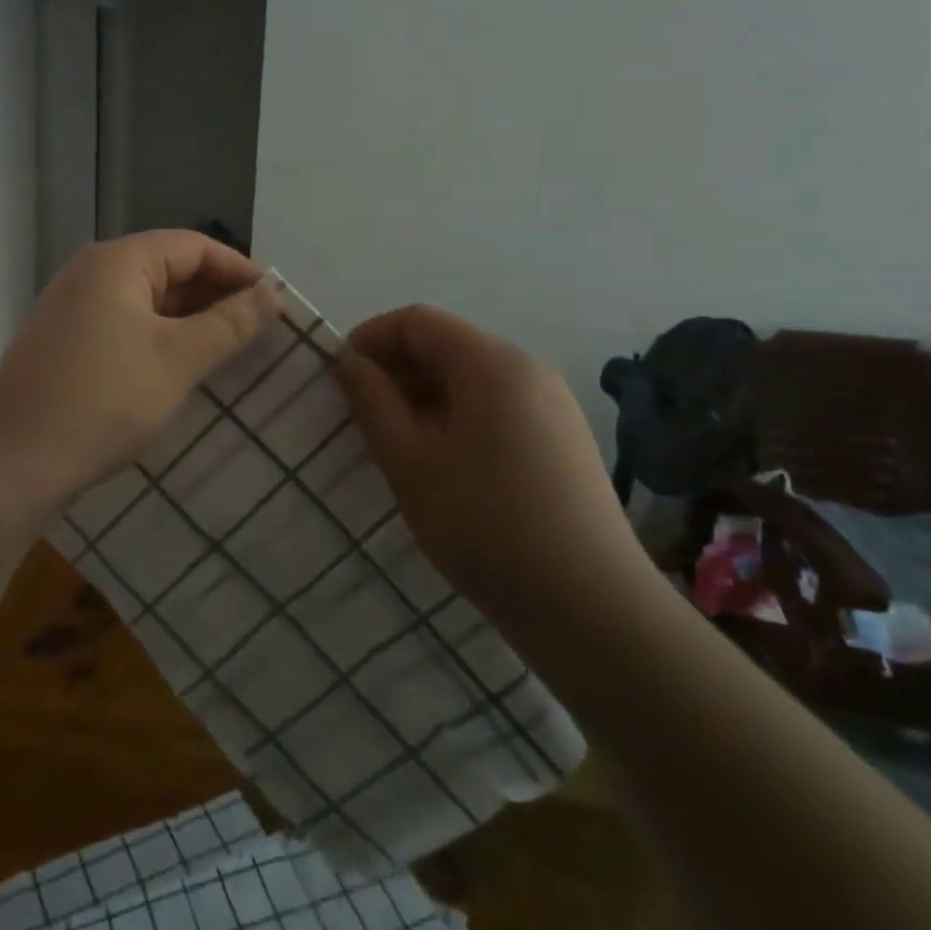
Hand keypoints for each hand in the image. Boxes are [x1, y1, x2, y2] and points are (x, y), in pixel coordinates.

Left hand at [0, 232, 280, 512]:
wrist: (12, 461)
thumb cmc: (103, 399)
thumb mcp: (178, 359)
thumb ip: (230, 324)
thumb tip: (274, 294)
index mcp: (118, 262)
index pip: (193, 246)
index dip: (238, 269)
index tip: (275, 303)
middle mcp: (92, 274)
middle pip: (168, 269)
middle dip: (216, 296)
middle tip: (259, 330)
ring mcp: (75, 310)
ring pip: (148, 302)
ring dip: (191, 322)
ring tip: (231, 351)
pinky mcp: (68, 345)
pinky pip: (127, 327)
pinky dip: (161, 340)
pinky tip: (183, 369)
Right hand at [334, 304, 654, 647]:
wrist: (591, 608)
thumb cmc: (485, 525)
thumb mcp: (410, 462)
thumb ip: (373, 402)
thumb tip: (348, 361)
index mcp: (492, 363)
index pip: (417, 321)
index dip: (370, 339)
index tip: (339, 378)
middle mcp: (528, 369)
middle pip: (447, 345)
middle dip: (396, 370)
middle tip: (360, 417)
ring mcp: (552, 406)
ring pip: (471, 380)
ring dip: (424, 398)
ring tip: (395, 445)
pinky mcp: (563, 441)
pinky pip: (497, 408)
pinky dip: (457, 419)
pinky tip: (442, 466)